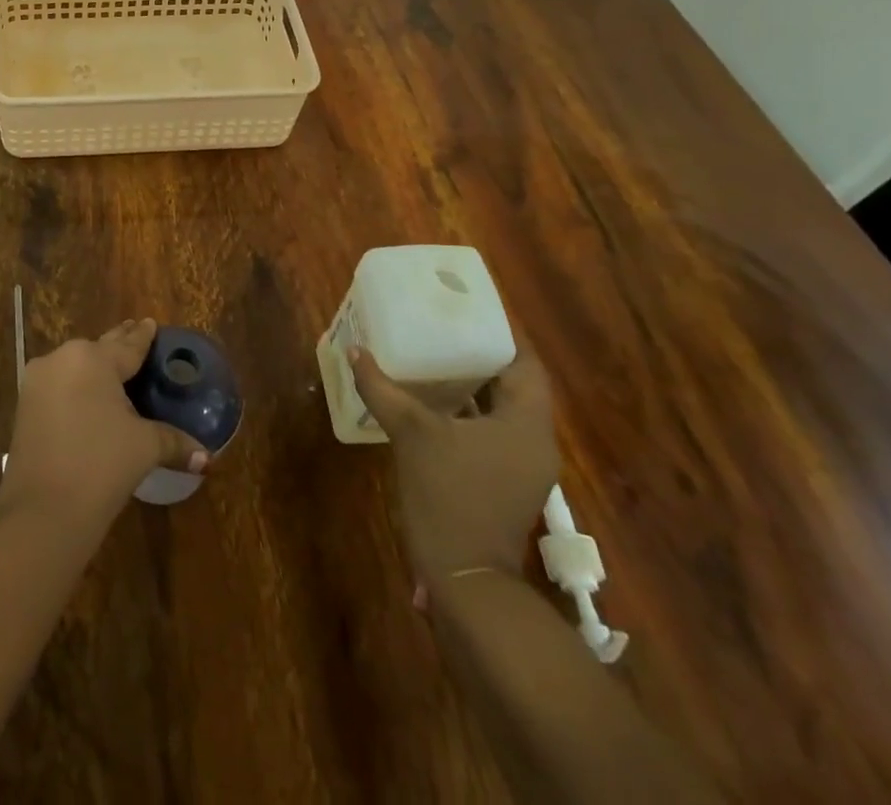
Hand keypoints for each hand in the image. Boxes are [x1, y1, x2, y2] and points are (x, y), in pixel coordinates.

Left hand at [0, 318, 206, 535]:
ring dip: (95, 368)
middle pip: (99, 350)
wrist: (43, 512)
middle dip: (118, 346)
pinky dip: (76, 387)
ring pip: (75, 366)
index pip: (127, 345)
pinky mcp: (25, 406)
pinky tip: (88, 396)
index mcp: (93, 359)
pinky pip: (58, 385)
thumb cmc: (101, 466)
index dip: (143, 336)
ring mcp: (38, 381)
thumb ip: (174, 442)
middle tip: (136, 335)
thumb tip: (206, 457)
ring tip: (115, 369)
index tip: (151, 322)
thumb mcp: (143, 448)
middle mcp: (62, 359)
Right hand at [349, 339, 557, 606]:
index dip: (502, 334)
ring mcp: (522, 466)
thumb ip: (384, 390)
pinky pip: (492, 432)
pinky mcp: (505, 483)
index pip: (526, 363)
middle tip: (443, 328)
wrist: (466, 580)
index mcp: (526, 422)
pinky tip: (433, 404)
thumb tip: (356, 352)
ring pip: (502, 409)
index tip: (470, 310)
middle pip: (515, 384)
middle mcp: (534, 440)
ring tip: (435, 356)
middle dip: (481, 355)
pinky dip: (469, 412)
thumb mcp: (412, 435)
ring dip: (474, 385)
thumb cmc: (449, 497)